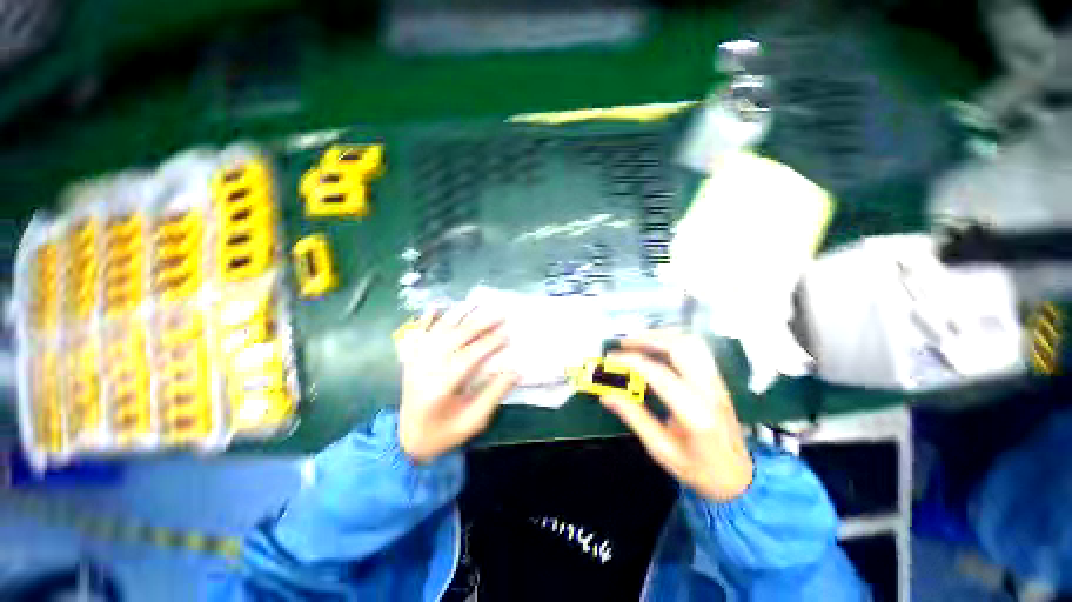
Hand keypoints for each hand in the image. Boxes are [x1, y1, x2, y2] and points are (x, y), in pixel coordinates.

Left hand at [396, 307, 518, 462]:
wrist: (406, 440)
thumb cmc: (443, 433)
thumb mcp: (473, 421)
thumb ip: (493, 395)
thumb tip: (515, 371)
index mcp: (441, 387)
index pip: (468, 357)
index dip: (489, 344)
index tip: (507, 334)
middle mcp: (426, 368)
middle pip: (455, 338)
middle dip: (479, 323)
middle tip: (499, 314)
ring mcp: (416, 361)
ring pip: (438, 331)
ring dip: (457, 315)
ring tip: (476, 303)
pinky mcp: (410, 360)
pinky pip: (417, 334)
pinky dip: (426, 318)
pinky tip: (436, 306)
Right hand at [602, 331, 752, 501]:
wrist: (740, 478)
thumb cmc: (699, 469)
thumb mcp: (661, 449)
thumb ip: (634, 418)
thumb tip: (607, 396)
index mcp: (695, 414)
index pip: (659, 374)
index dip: (631, 362)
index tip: (610, 360)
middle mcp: (710, 391)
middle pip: (680, 348)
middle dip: (647, 339)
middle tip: (623, 344)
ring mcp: (717, 383)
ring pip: (691, 343)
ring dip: (661, 336)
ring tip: (638, 341)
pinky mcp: (718, 380)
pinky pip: (696, 349)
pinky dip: (673, 340)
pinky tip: (658, 347)